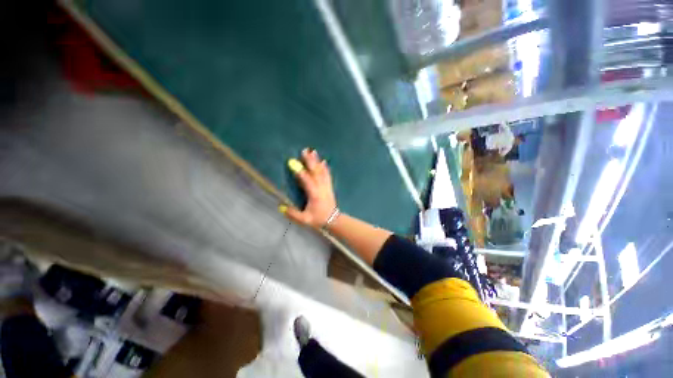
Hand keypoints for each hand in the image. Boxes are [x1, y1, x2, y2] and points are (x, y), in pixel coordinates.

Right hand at [280, 148, 336, 228]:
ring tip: (313, 151)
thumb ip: (293, 214)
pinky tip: (324, 161)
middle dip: (310, 161)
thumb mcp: (305, 220)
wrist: (333, 220)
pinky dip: (325, 168)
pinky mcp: (329, 187)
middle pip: (315, 172)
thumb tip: (281, 207)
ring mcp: (326, 186)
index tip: (293, 162)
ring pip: (322, 172)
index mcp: (314, 194)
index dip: (300, 171)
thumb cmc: (318, 219)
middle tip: (305, 151)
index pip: (306, 180)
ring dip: (317, 161)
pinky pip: (327, 175)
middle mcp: (321, 188)